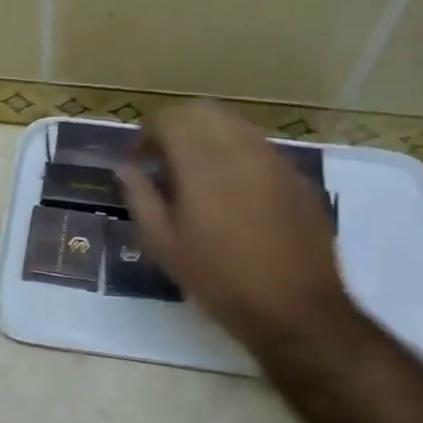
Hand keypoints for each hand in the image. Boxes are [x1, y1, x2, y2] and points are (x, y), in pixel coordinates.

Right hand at [118, 101, 355, 353]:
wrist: (295, 309)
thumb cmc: (219, 279)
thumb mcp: (165, 244)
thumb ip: (141, 198)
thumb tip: (125, 168)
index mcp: (202, 163)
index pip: (170, 119)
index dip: (148, 134)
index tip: (139, 160)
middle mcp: (240, 149)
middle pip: (204, 112)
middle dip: (178, 127)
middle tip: (164, 160)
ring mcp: (274, 161)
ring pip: (235, 126)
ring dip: (209, 138)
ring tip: (197, 174)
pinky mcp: (297, 178)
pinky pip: (260, 149)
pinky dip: (237, 155)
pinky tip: (233, 192)